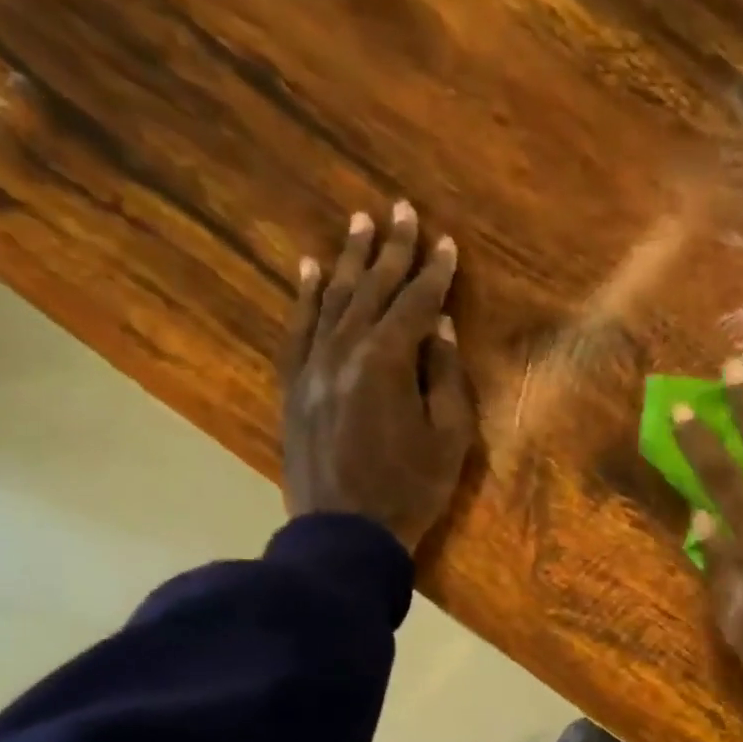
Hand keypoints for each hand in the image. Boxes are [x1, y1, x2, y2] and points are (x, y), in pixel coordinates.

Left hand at [280, 202, 476, 551]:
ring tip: (360, 224)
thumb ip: (447, 379)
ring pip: (332, 299)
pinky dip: (306, 295)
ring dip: (349, 260)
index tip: (447, 243)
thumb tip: (442, 329)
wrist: (346, 531)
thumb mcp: (449, 441)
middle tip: (401, 209)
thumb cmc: (410, 490)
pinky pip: (298, 327)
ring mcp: (312, 365)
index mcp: (387, 362)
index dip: (434, 273)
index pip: (416, 305)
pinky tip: (310, 269)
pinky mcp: (294, 384)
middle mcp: (344, 350)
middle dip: (391, 250)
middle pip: (372, 290)